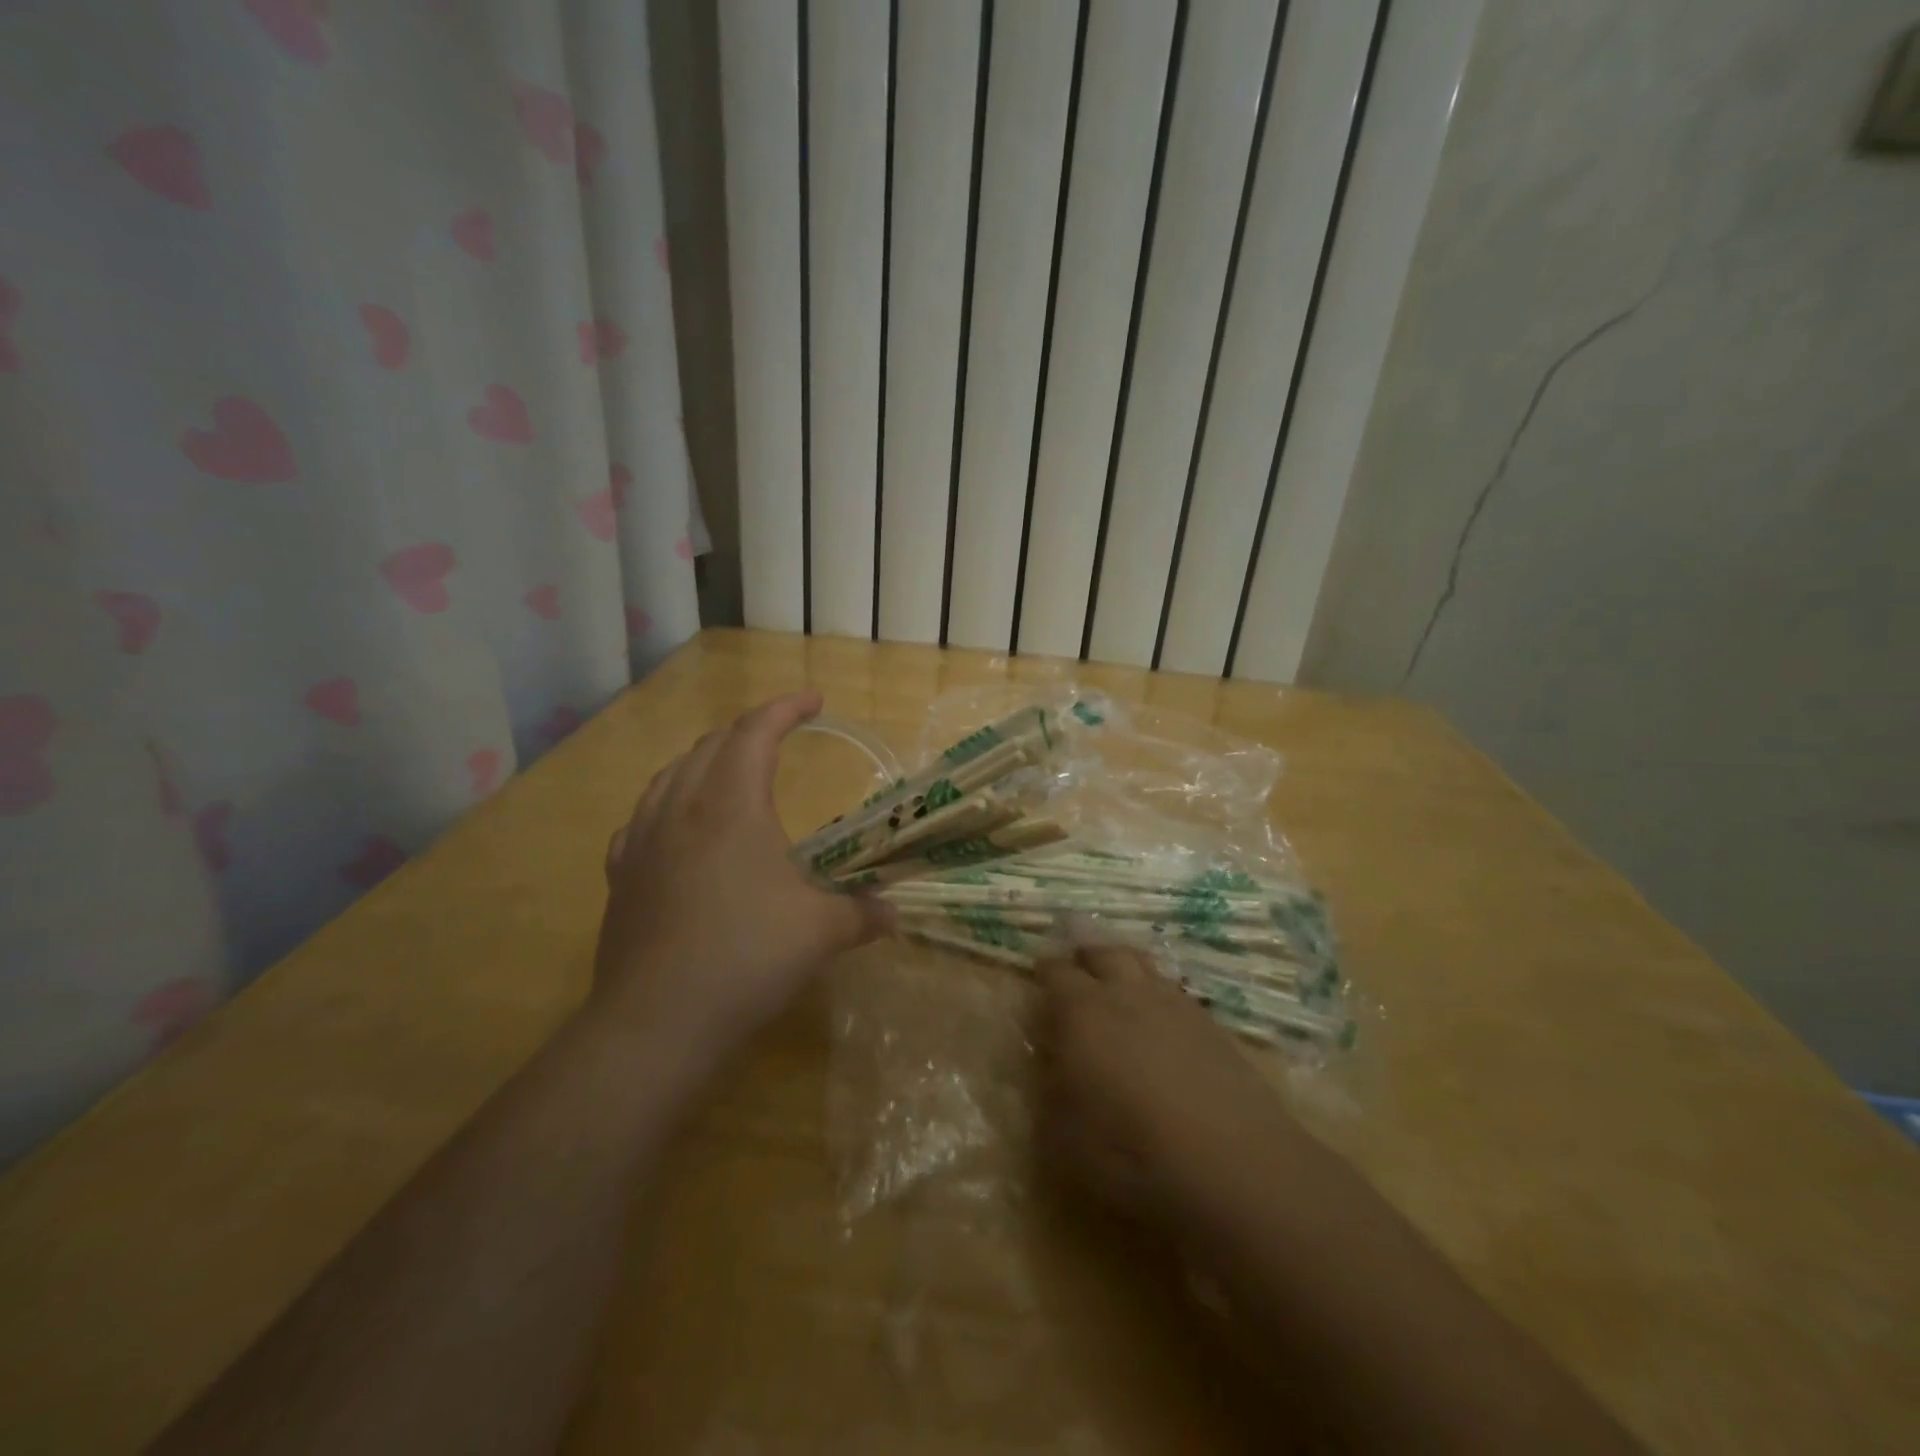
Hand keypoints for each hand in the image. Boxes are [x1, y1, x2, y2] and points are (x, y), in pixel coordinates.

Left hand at [593, 691, 891, 1073]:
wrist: (655, 1023)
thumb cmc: (746, 958)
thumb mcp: (821, 933)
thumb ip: (862, 914)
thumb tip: (893, 913)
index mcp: (731, 805)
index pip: (756, 732)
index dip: (786, 708)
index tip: (815, 700)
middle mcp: (681, 808)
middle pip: (712, 745)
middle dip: (750, 730)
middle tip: (780, 736)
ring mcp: (643, 841)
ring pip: (671, 774)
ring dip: (707, 759)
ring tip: (731, 770)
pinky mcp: (622, 876)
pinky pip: (645, 816)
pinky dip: (670, 801)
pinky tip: (679, 827)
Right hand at [1036, 942, 1305, 1227]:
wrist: (1235, 1167)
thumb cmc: (1132, 1155)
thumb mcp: (1064, 1136)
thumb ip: (1051, 1088)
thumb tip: (1051, 1060)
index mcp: (1083, 1012)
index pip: (1055, 972)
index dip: (1044, 971)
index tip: (1037, 975)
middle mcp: (1127, 994)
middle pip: (1104, 952)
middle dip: (1086, 955)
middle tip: (1077, 965)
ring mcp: (1175, 1006)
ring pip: (1144, 966)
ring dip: (1125, 967)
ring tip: (1119, 983)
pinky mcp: (1213, 1027)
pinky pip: (1176, 994)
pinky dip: (1160, 996)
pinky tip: (1162, 1021)